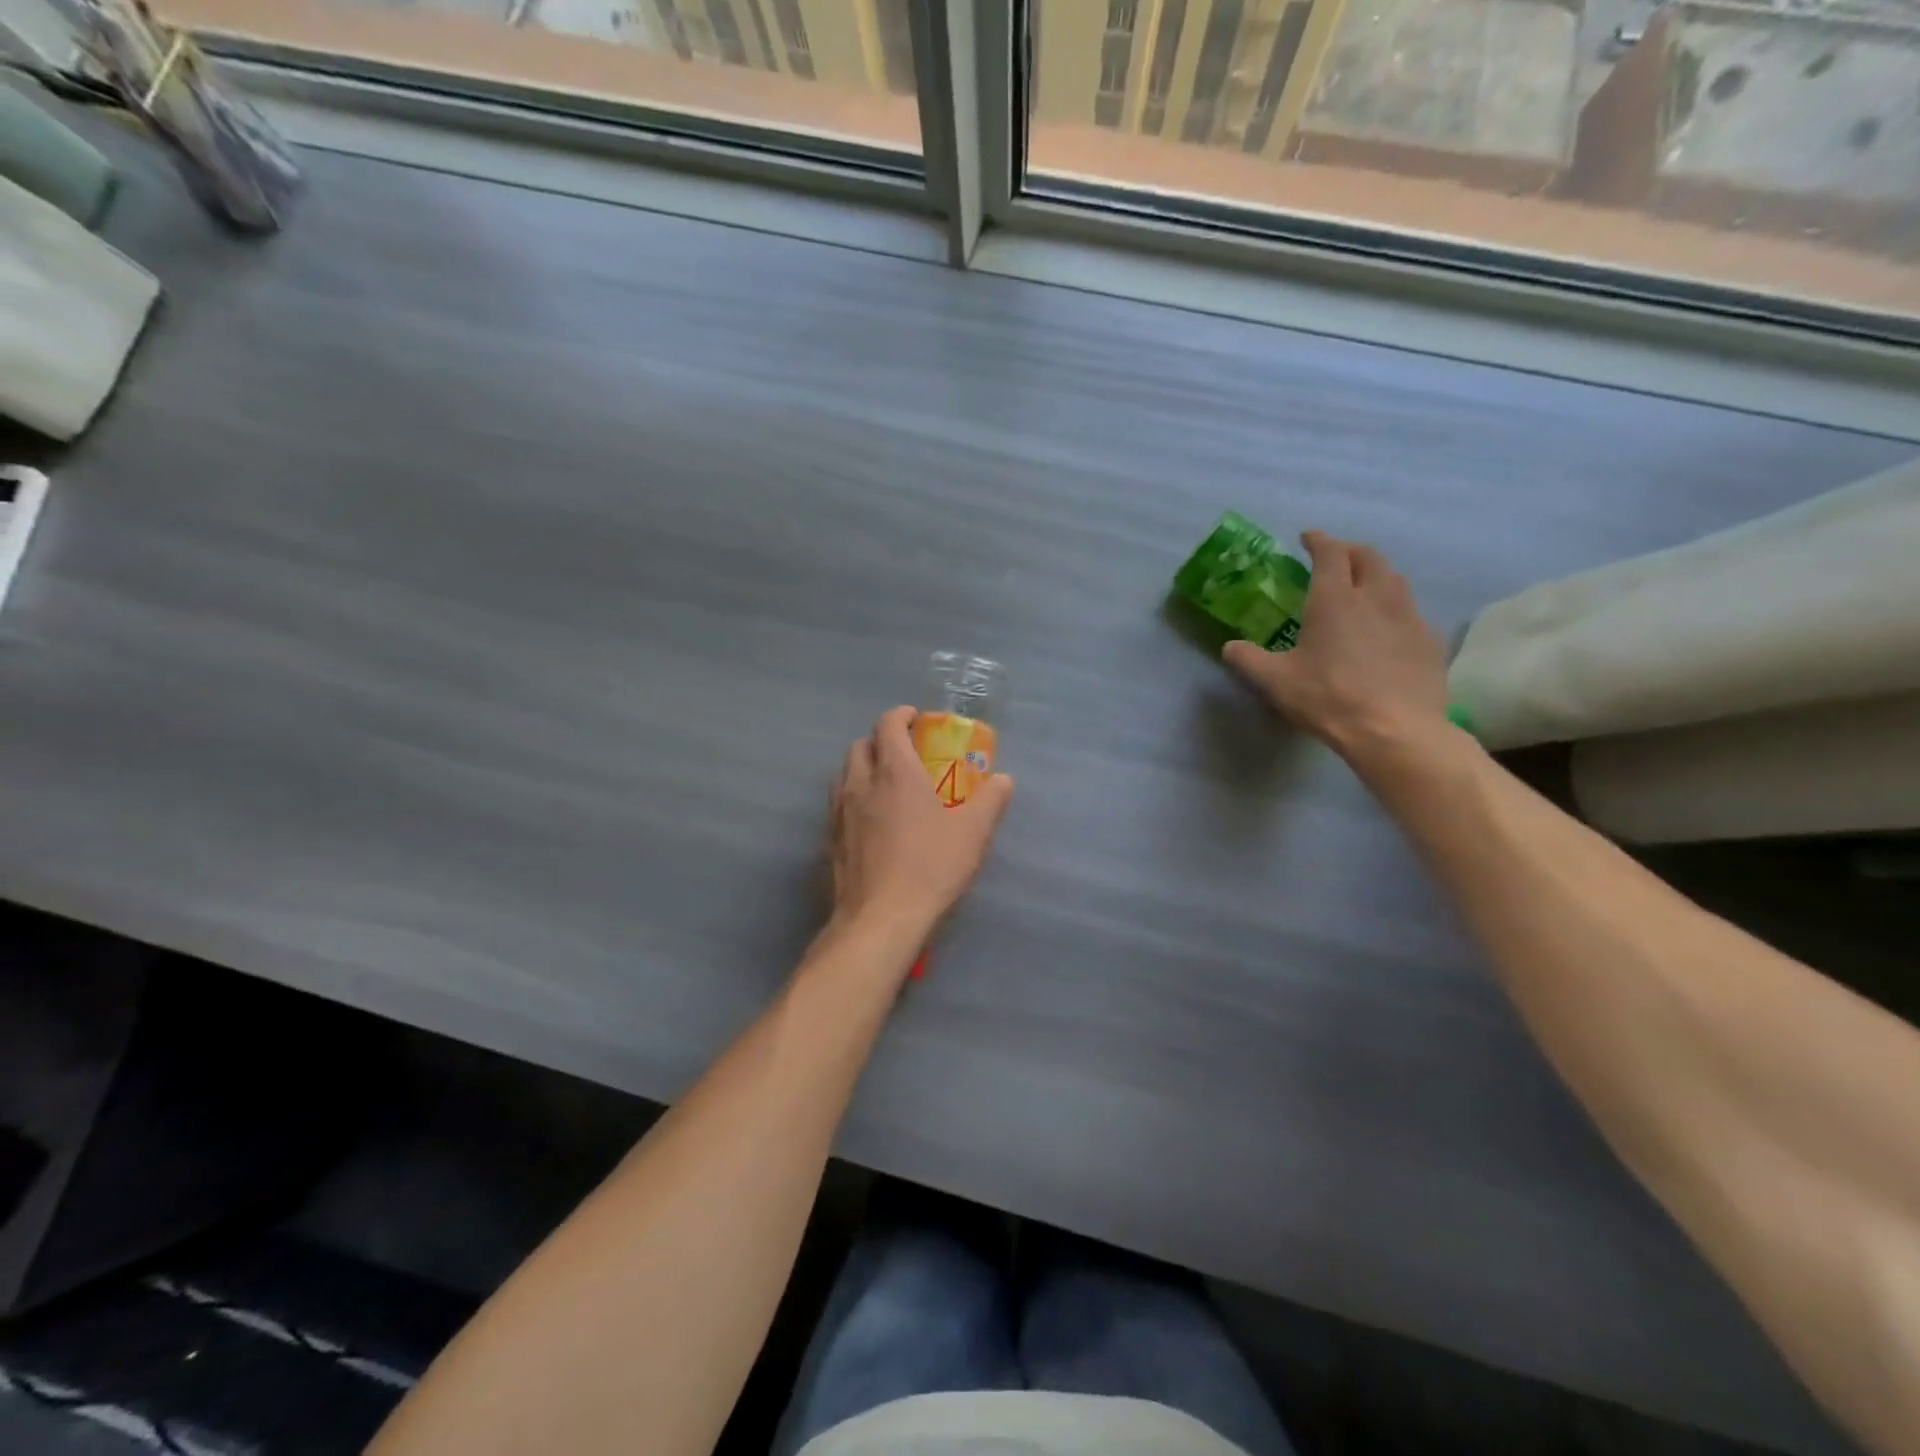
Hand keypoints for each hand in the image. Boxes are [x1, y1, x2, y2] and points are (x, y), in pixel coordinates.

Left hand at [827, 706, 1014, 939]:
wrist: (881, 918)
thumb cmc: (930, 867)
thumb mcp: (974, 832)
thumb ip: (991, 800)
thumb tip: (1003, 779)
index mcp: (895, 771)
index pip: (887, 724)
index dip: (901, 716)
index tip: (916, 719)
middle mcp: (861, 783)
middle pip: (861, 745)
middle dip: (880, 740)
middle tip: (904, 753)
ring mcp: (840, 812)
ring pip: (845, 774)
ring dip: (863, 768)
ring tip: (886, 784)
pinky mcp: (831, 840)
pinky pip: (839, 804)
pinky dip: (854, 798)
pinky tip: (872, 821)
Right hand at [1223, 531, 1451, 764]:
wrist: (1395, 731)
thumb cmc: (1328, 698)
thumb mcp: (1275, 681)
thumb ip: (1249, 659)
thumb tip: (1230, 647)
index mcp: (1335, 599)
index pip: (1330, 553)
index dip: (1318, 541)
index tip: (1308, 538)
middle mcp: (1376, 597)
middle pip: (1369, 557)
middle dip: (1350, 551)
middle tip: (1336, 558)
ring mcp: (1409, 617)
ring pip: (1395, 580)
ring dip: (1376, 575)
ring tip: (1363, 587)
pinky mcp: (1429, 641)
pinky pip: (1411, 612)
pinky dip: (1395, 609)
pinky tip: (1387, 629)